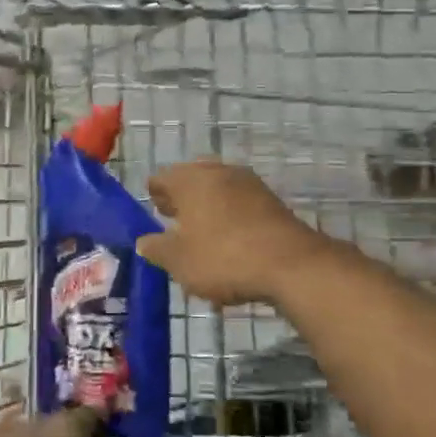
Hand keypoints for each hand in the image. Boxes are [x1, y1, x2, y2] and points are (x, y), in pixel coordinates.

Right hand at [136, 159, 330, 306]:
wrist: (292, 265)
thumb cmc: (224, 258)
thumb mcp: (180, 261)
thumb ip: (157, 249)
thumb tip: (144, 241)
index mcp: (190, 180)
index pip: (161, 178)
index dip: (154, 195)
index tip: (154, 213)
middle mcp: (218, 172)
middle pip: (191, 180)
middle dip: (182, 200)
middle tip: (175, 223)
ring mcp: (249, 183)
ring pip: (218, 191)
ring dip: (208, 209)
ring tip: (203, 237)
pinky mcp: (271, 200)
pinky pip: (240, 204)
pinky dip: (230, 218)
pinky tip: (230, 244)